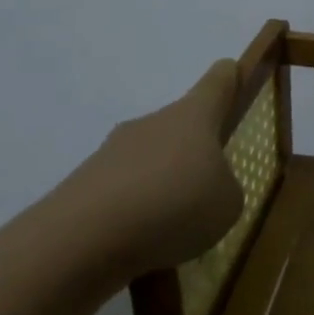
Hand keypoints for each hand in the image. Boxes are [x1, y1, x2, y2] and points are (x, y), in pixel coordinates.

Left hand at [39, 60, 245, 285]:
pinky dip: (136, 214)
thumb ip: (225, 188)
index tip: (231, 69)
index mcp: (193, 117)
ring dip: (164, 184)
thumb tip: (207, 187)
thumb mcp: (228, 203)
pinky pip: (124, 194)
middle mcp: (151, 124)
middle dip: (194, 150)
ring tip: (176, 227)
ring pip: (150, 161)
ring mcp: (112, 153)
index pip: (215, 84)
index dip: (228, 77)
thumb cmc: (175, 205)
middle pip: (180, 127)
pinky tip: (143, 245)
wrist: (82, 239)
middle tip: (210, 185)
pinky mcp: (84, 186)